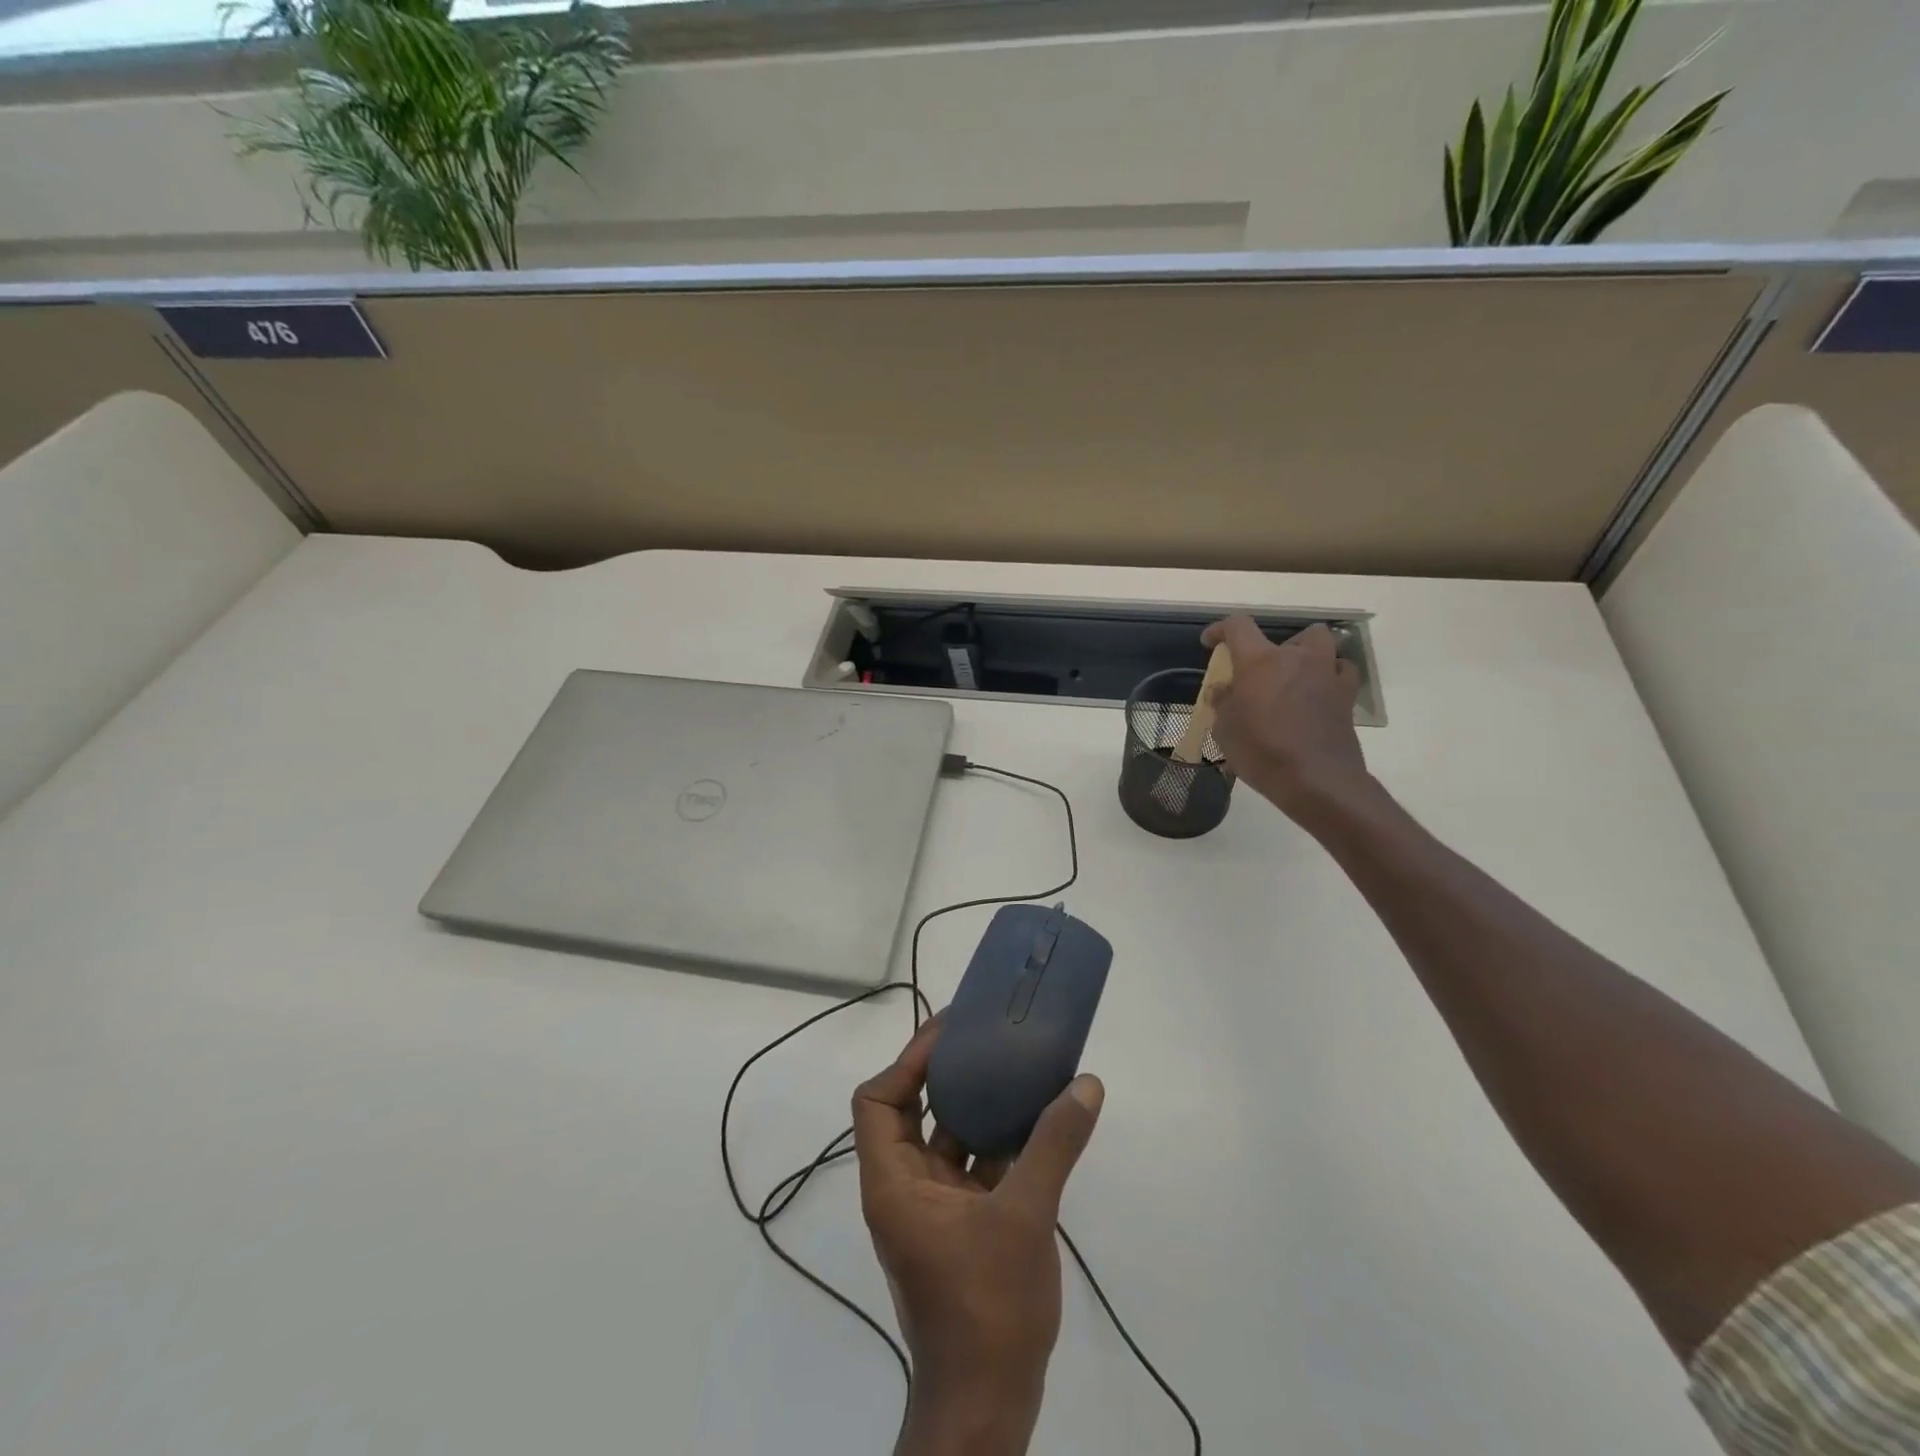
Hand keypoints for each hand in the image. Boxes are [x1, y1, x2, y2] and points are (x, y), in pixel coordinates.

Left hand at [853, 1016, 1103, 1454]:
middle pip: (909, 1111)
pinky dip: (996, 1144)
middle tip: (983, 1039)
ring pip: (946, 1139)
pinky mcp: (961, 1228)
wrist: (988, 1407)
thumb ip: (1053, 1146)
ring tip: (1012, 1069)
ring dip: (975, 1107)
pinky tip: (1035, 1124)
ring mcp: (933, 1211)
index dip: (906, 1061)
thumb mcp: (1023, 1217)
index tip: (949, 1035)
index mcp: (894, 1182)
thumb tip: (1086, 1084)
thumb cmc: (987, 1307)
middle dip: (943, 1074)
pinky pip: (972, 1168)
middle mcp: (905, 1189)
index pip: (876, 1101)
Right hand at [1202, 616, 1370, 825]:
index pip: (1238, 626)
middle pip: (1293, 633)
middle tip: (1263, 671)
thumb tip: (1223, 690)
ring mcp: (1327, 675)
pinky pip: (1341, 672)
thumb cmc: (1261, 751)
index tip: (1211, 642)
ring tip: (1294, 677)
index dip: (1221, 629)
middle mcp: (1297, 658)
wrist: (1315, 780)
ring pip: (1323, 644)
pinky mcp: (1346, 697)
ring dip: (1308, 655)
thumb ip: (1222, 703)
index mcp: (1260, 661)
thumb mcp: (1225, 730)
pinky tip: (1317, 694)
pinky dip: (1329, 676)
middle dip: (1276, 646)